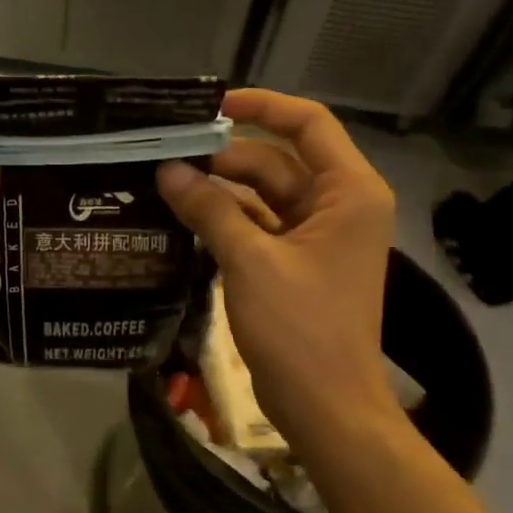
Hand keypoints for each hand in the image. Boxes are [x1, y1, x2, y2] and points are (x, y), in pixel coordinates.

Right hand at [157, 89, 402, 454]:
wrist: (326, 406)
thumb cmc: (301, 328)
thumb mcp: (250, 260)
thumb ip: (209, 209)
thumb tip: (168, 170)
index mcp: (348, 191)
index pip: (307, 124)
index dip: (260, 106)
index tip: (208, 106)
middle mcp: (338, 205)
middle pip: (276, 161)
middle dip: (223, 157)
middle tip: (165, 155)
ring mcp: (317, 236)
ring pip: (263, 194)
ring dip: (219, 190)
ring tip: (164, 183)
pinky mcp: (296, 263)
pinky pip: (258, 226)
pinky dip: (225, 220)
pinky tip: (182, 218)